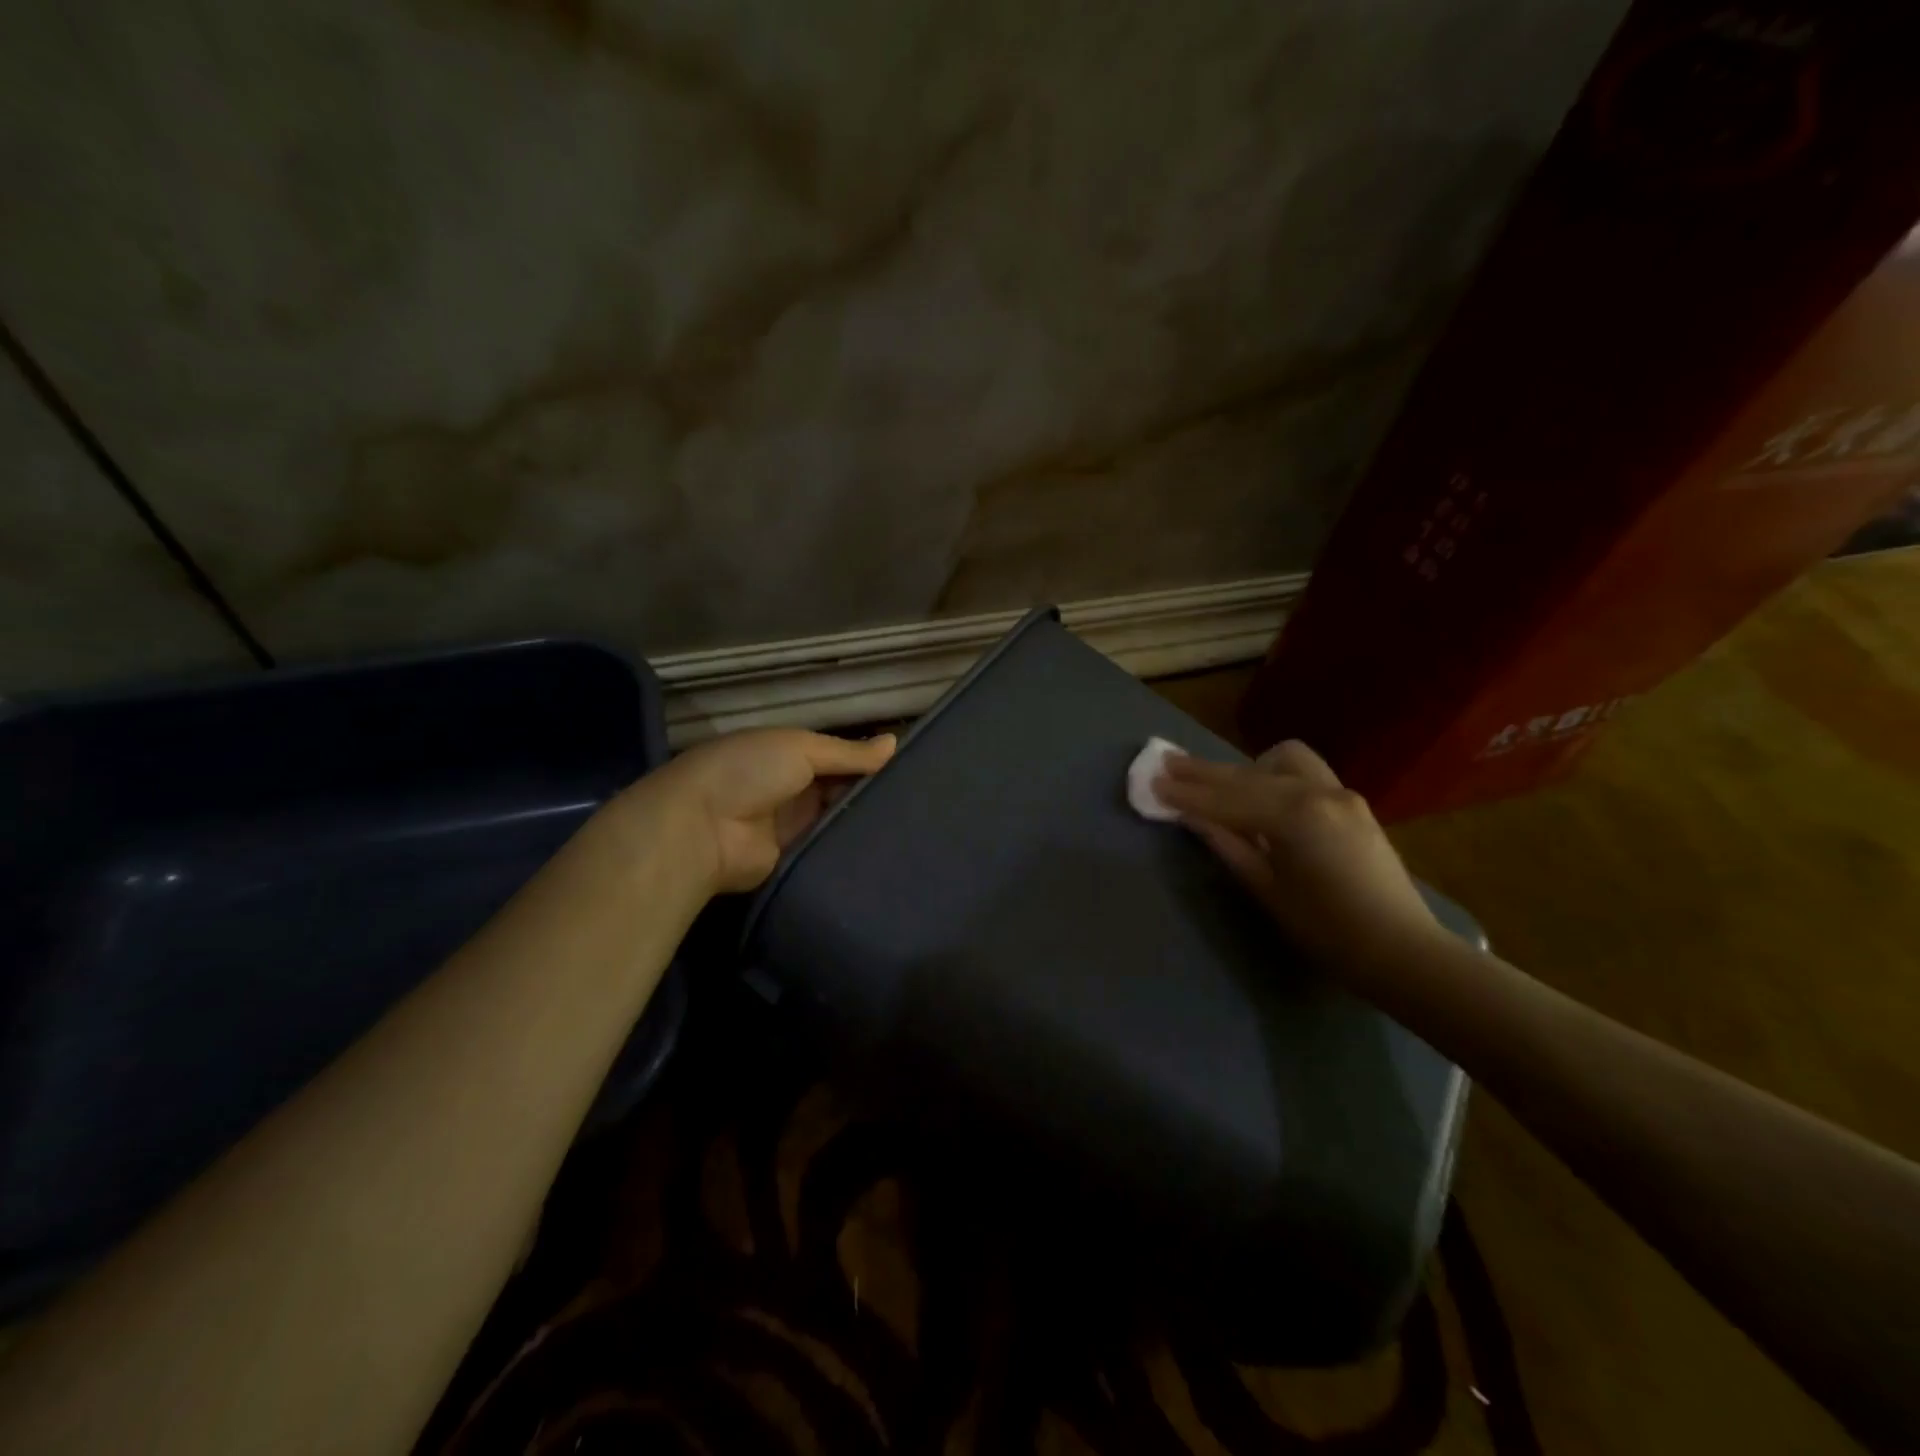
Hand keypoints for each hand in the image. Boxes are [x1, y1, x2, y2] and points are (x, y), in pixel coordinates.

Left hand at [627, 728, 896, 893]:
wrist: (701, 829)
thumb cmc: (749, 771)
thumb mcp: (801, 748)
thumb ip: (848, 752)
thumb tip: (895, 743)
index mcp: (788, 754)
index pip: (838, 756)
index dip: (868, 760)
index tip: (911, 768)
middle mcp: (792, 788)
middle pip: (841, 788)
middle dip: (872, 792)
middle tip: (923, 801)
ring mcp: (793, 825)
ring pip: (838, 820)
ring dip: (865, 821)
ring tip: (917, 825)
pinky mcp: (794, 859)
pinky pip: (829, 850)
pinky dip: (852, 849)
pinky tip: (890, 850)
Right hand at [1153, 740, 1440, 967]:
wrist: (1401, 950)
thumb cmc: (1327, 930)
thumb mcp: (1267, 890)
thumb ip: (1228, 845)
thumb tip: (1191, 817)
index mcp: (1294, 816)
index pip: (1226, 799)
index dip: (1186, 793)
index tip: (1152, 782)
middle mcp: (1318, 791)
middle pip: (1247, 774)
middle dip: (1205, 772)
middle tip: (1167, 764)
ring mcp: (1340, 792)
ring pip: (1281, 761)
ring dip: (1246, 769)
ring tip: (1220, 786)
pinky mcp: (1351, 802)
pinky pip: (1303, 774)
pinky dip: (1273, 778)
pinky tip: (1260, 798)